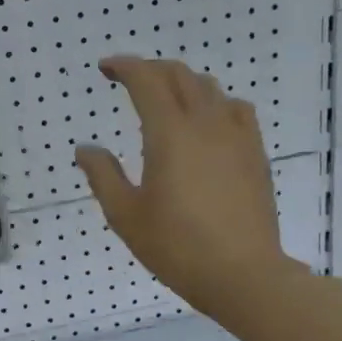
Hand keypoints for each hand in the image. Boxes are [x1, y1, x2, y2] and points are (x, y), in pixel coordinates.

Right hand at [76, 56, 290, 319]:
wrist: (243, 274)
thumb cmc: (177, 247)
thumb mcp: (126, 216)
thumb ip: (103, 176)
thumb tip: (86, 149)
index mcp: (169, 133)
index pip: (146, 80)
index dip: (124, 66)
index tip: (106, 69)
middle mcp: (205, 123)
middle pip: (179, 75)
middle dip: (151, 70)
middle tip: (129, 81)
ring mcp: (236, 135)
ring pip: (209, 88)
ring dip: (182, 83)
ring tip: (166, 100)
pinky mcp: (255, 153)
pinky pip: (236, 109)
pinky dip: (214, 102)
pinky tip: (208, 122)